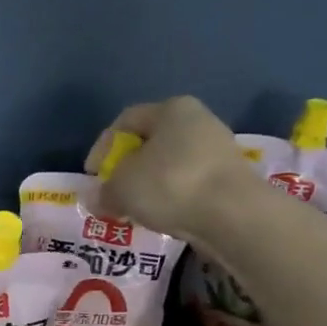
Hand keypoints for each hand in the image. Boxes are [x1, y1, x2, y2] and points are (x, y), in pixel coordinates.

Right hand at [85, 95, 246, 245]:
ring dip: (150, 185)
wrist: (234, 215)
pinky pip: (189, 184)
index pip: (126, 121)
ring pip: (170, 165)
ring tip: (135, 209)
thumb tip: (96, 199)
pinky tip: (164, 216)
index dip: (102, 147)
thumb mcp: (122, 188)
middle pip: (151, 142)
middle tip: (112, 192)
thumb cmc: (170, 185)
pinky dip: (172, 197)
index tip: (92, 175)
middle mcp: (198, 121)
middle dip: (127, 169)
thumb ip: (104, 191)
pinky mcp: (231, 178)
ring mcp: (219, 149)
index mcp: (171, 109)